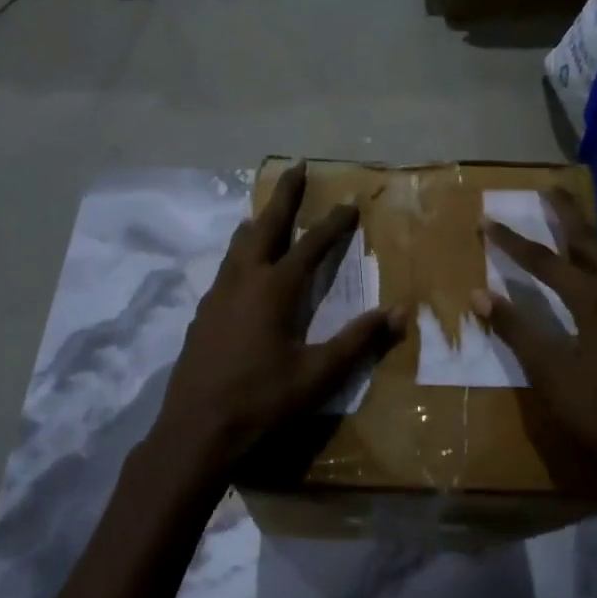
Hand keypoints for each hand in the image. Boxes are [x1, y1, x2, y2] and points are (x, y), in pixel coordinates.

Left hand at [152, 162, 402, 488]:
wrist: (195, 430)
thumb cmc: (262, 402)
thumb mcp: (318, 375)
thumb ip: (359, 340)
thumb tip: (401, 311)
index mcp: (274, 289)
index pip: (310, 246)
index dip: (332, 224)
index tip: (349, 202)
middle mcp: (243, 280)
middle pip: (265, 227)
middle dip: (284, 196)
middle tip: (295, 167)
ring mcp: (217, 295)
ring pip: (238, 245)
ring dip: (257, 223)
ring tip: (266, 212)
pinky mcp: (202, 313)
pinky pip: (225, 268)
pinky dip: (239, 252)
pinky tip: (241, 268)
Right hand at [472, 190, 596, 515]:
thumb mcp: (551, 375)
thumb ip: (516, 330)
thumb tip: (479, 293)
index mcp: (594, 300)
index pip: (544, 260)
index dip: (511, 241)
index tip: (486, 221)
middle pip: (590, 242)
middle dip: (567, 215)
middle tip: (550, 190)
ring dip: (590, 240)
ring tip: (573, 228)